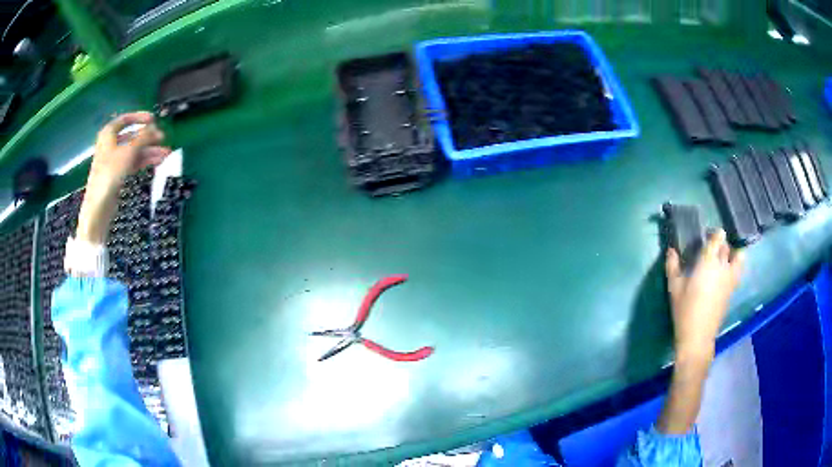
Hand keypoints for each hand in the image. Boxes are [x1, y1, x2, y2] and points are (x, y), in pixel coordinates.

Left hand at [88, 111, 170, 192]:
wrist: (99, 205)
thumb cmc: (110, 172)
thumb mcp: (129, 150)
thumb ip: (143, 137)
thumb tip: (154, 128)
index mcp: (109, 133)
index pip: (126, 119)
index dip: (140, 117)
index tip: (154, 120)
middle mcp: (111, 144)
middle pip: (132, 136)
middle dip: (149, 138)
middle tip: (163, 139)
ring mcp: (114, 160)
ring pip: (135, 151)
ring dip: (150, 151)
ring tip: (166, 154)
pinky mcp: (118, 174)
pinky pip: (133, 163)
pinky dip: (145, 161)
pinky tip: (157, 162)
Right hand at [665, 229, 744, 362]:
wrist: (698, 336)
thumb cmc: (684, 310)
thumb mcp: (674, 288)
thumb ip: (672, 266)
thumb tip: (671, 250)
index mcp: (708, 262)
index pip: (717, 238)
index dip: (715, 234)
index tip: (708, 235)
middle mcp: (722, 266)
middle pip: (726, 246)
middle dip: (721, 244)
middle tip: (712, 248)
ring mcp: (730, 278)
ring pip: (738, 257)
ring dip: (733, 253)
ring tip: (725, 257)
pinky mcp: (732, 290)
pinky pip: (738, 271)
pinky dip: (735, 266)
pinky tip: (726, 272)